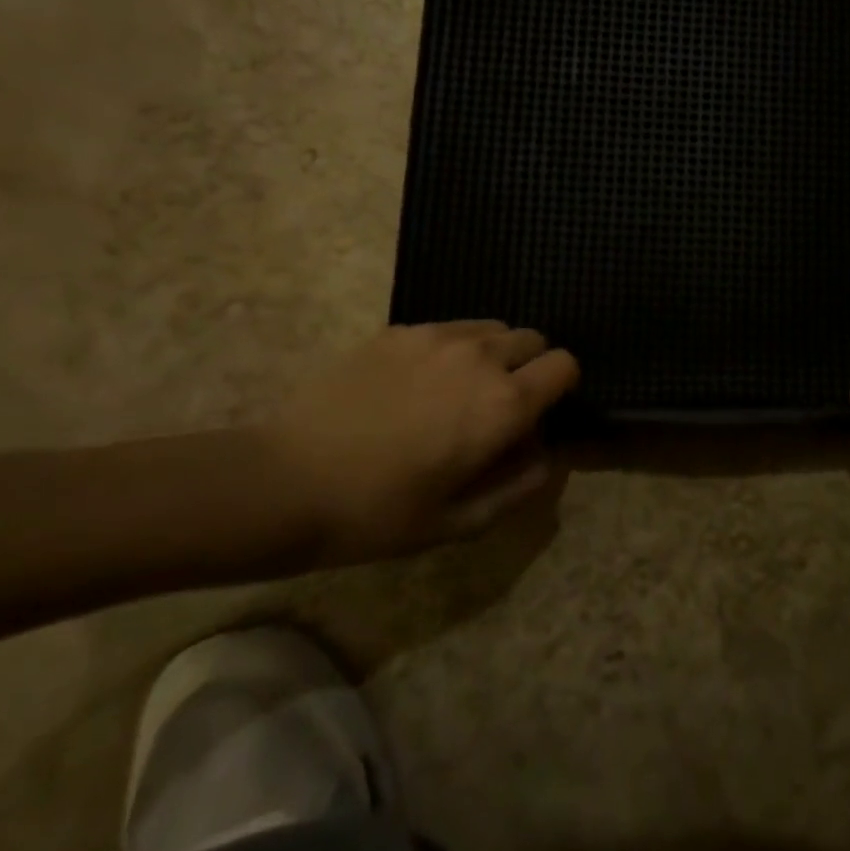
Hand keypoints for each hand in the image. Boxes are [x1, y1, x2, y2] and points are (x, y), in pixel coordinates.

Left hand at [264, 321, 579, 562]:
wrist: (285, 481)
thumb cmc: (378, 513)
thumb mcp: (459, 522)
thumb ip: (520, 486)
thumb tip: (548, 455)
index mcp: (504, 403)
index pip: (564, 365)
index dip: (561, 387)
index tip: (539, 413)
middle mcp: (480, 357)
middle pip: (532, 339)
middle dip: (529, 367)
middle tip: (497, 405)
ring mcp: (435, 337)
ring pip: (490, 328)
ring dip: (491, 354)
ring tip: (457, 390)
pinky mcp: (397, 331)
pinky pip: (446, 328)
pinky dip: (451, 348)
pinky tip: (414, 383)